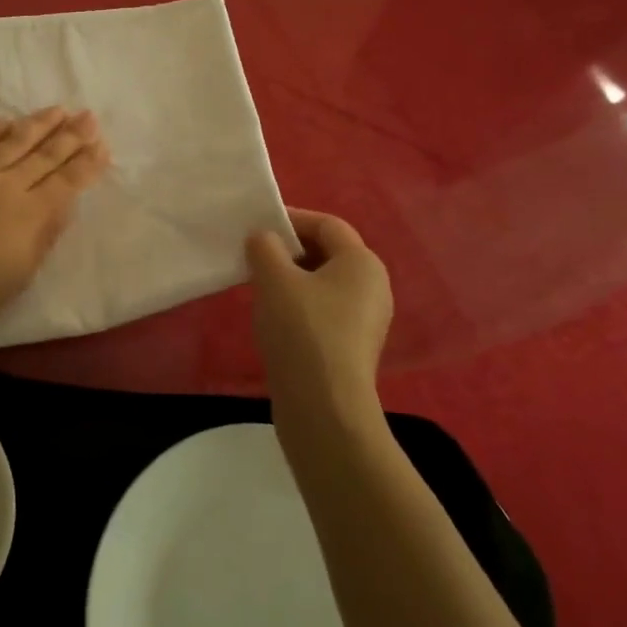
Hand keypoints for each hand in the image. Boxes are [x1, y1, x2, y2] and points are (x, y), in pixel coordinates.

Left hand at [0, 107, 109, 331]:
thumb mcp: (20, 274)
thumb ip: (44, 236)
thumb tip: (64, 205)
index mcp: (30, 214)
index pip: (67, 181)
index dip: (87, 163)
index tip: (102, 145)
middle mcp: (8, 185)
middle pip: (46, 155)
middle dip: (72, 135)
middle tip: (90, 116)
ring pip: (15, 141)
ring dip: (40, 123)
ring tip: (59, 109)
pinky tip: (7, 120)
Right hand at [246, 209, 393, 423]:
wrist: (324, 408)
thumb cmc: (303, 331)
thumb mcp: (274, 279)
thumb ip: (265, 247)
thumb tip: (264, 239)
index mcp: (362, 262)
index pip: (327, 224)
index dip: (292, 218)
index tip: (257, 225)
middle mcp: (373, 287)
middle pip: (327, 253)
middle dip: (289, 249)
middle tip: (254, 256)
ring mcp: (365, 321)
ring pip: (322, 284)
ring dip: (290, 279)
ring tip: (258, 287)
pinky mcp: (352, 348)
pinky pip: (323, 311)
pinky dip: (298, 305)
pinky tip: (273, 319)